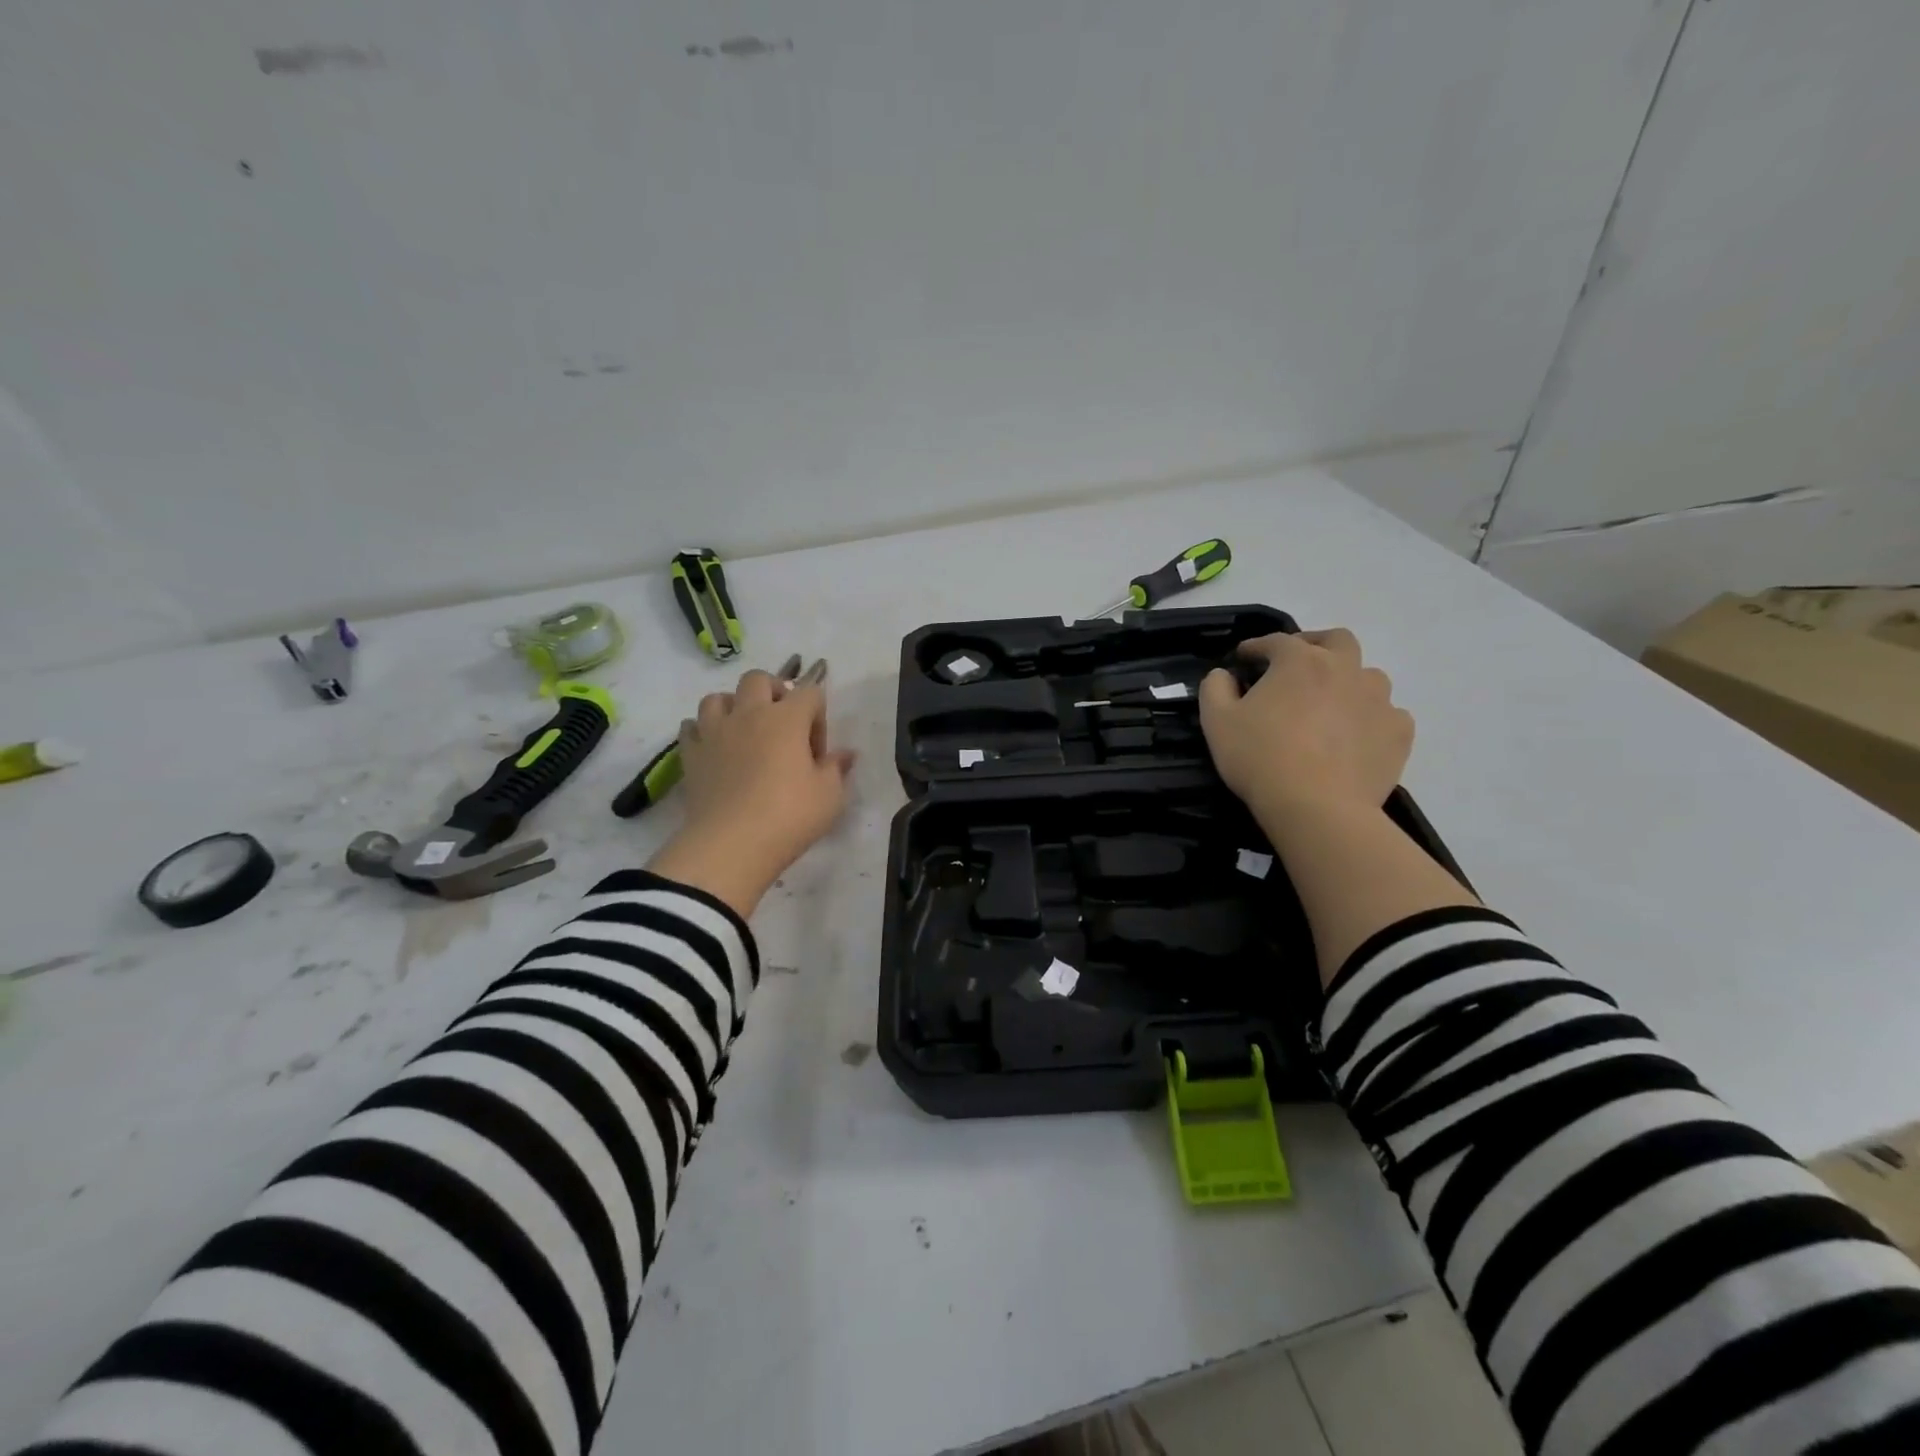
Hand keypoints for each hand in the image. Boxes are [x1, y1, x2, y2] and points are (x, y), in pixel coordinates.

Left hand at [647, 667, 855, 915]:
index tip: (818, 752)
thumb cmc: (789, 816)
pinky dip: (703, 731)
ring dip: (733, 707)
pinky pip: (691, 726)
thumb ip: (836, 768)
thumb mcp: (829, 796)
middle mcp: (749, 714)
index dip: (818, 716)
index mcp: (787, 718)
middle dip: (774, 692)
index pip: (810, 692)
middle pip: (759, 679)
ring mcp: (714, 731)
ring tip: (744, 732)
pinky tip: (715, 749)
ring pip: (718, 697)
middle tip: (782, 725)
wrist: (731, 845)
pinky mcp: (690, 754)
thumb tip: (845, 754)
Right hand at [1198, 629, 1413, 832]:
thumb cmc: (1260, 758)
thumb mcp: (1217, 722)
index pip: (1275, 641)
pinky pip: (1387, 714)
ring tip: (1329, 704)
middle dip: (1315, 645)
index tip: (1243, 659)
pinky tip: (1355, 735)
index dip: (1256, 648)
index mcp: (1300, 661)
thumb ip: (1215, 688)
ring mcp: (1378, 700)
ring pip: (1368, 676)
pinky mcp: (1398, 732)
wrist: (1317, 807)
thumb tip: (1223, 675)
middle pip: (1336, 640)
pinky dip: (1370, 717)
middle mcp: (1345, 669)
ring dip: (1348, 681)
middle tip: (1296, 666)